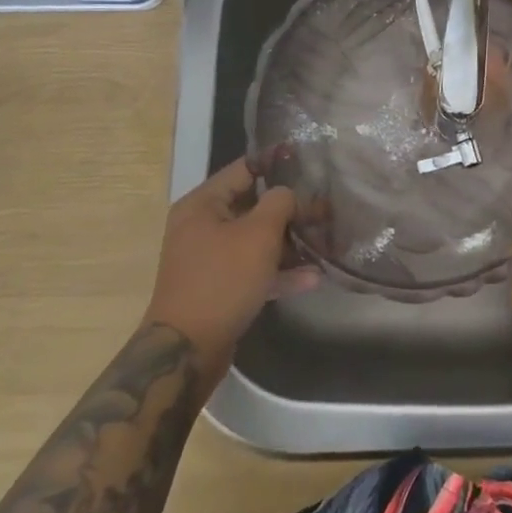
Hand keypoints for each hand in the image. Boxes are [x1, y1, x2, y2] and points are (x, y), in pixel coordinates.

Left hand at [145, 159, 317, 374]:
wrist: (187, 351)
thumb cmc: (222, 280)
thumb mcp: (258, 234)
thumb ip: (280, 203)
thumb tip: (288, 194)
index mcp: (203, 203)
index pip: (245, 169)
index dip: (277, 162)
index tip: (309, 160)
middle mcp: (202, 225)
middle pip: (253, 205)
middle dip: (290, 209)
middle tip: (325, 209)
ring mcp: (209, 258)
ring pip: (256, 240)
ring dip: (290, 243)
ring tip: (325, 243)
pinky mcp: (219, 287)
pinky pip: (253, 269)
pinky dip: (278, 272)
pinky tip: (312, 278)